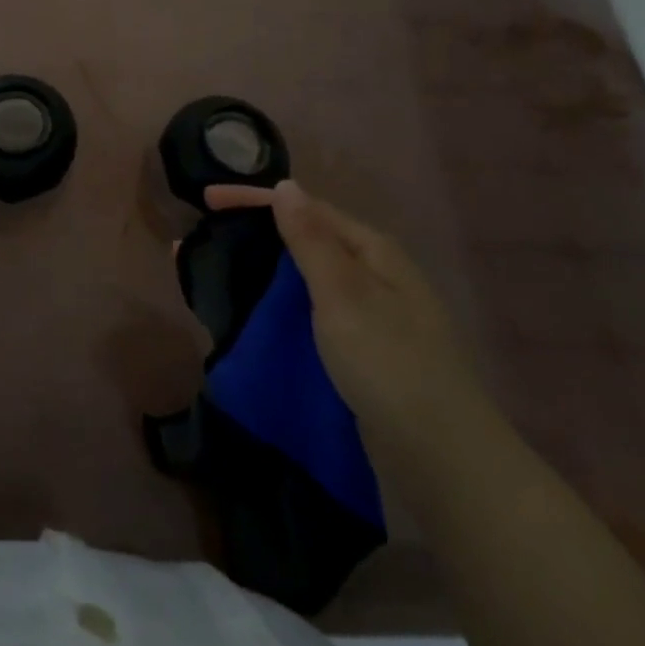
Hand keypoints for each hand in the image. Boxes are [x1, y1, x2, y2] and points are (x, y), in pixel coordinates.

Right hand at [205, 179, 489, 452]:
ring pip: (301, 279)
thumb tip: (285, 185)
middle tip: (202, 239)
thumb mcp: (345, 294)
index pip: (305, 209)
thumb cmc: (390, 364)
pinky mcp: (358, 350)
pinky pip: (306, 313)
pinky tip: (248, 312)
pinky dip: (274, 306)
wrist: (442, 460)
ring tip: (213, 273)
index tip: (206, 201)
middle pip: (302, 240)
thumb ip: (310, 239)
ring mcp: (367, 314)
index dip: (253, 201)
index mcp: (372, 250)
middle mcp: (371, 274)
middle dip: (252, 235)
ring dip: (258, 271)